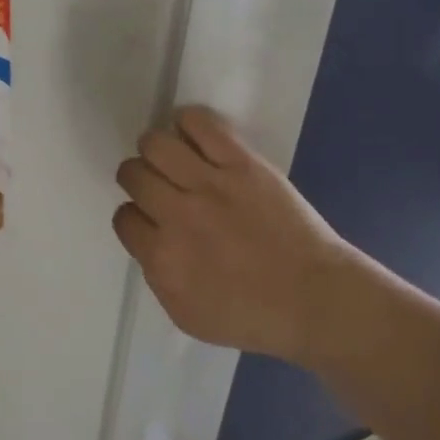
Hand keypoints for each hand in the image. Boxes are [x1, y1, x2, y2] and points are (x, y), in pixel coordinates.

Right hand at [112, 106, 370, 368]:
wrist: (315, 301)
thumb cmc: (252, 317)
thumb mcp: (186, 314)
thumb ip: (157, 275)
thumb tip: (148, 241)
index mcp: (161, 257)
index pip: (124, 216)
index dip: (136, 216)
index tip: (152, 219)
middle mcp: (178, 215)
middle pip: (133, 174)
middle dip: (140, 179)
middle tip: (161, 187)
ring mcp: (210, 185)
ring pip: (156, 144)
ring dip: (157, 150)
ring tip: (173, 158)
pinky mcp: (242, 164)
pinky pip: (200, 124)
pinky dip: (187, 122)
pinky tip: (192, 136)